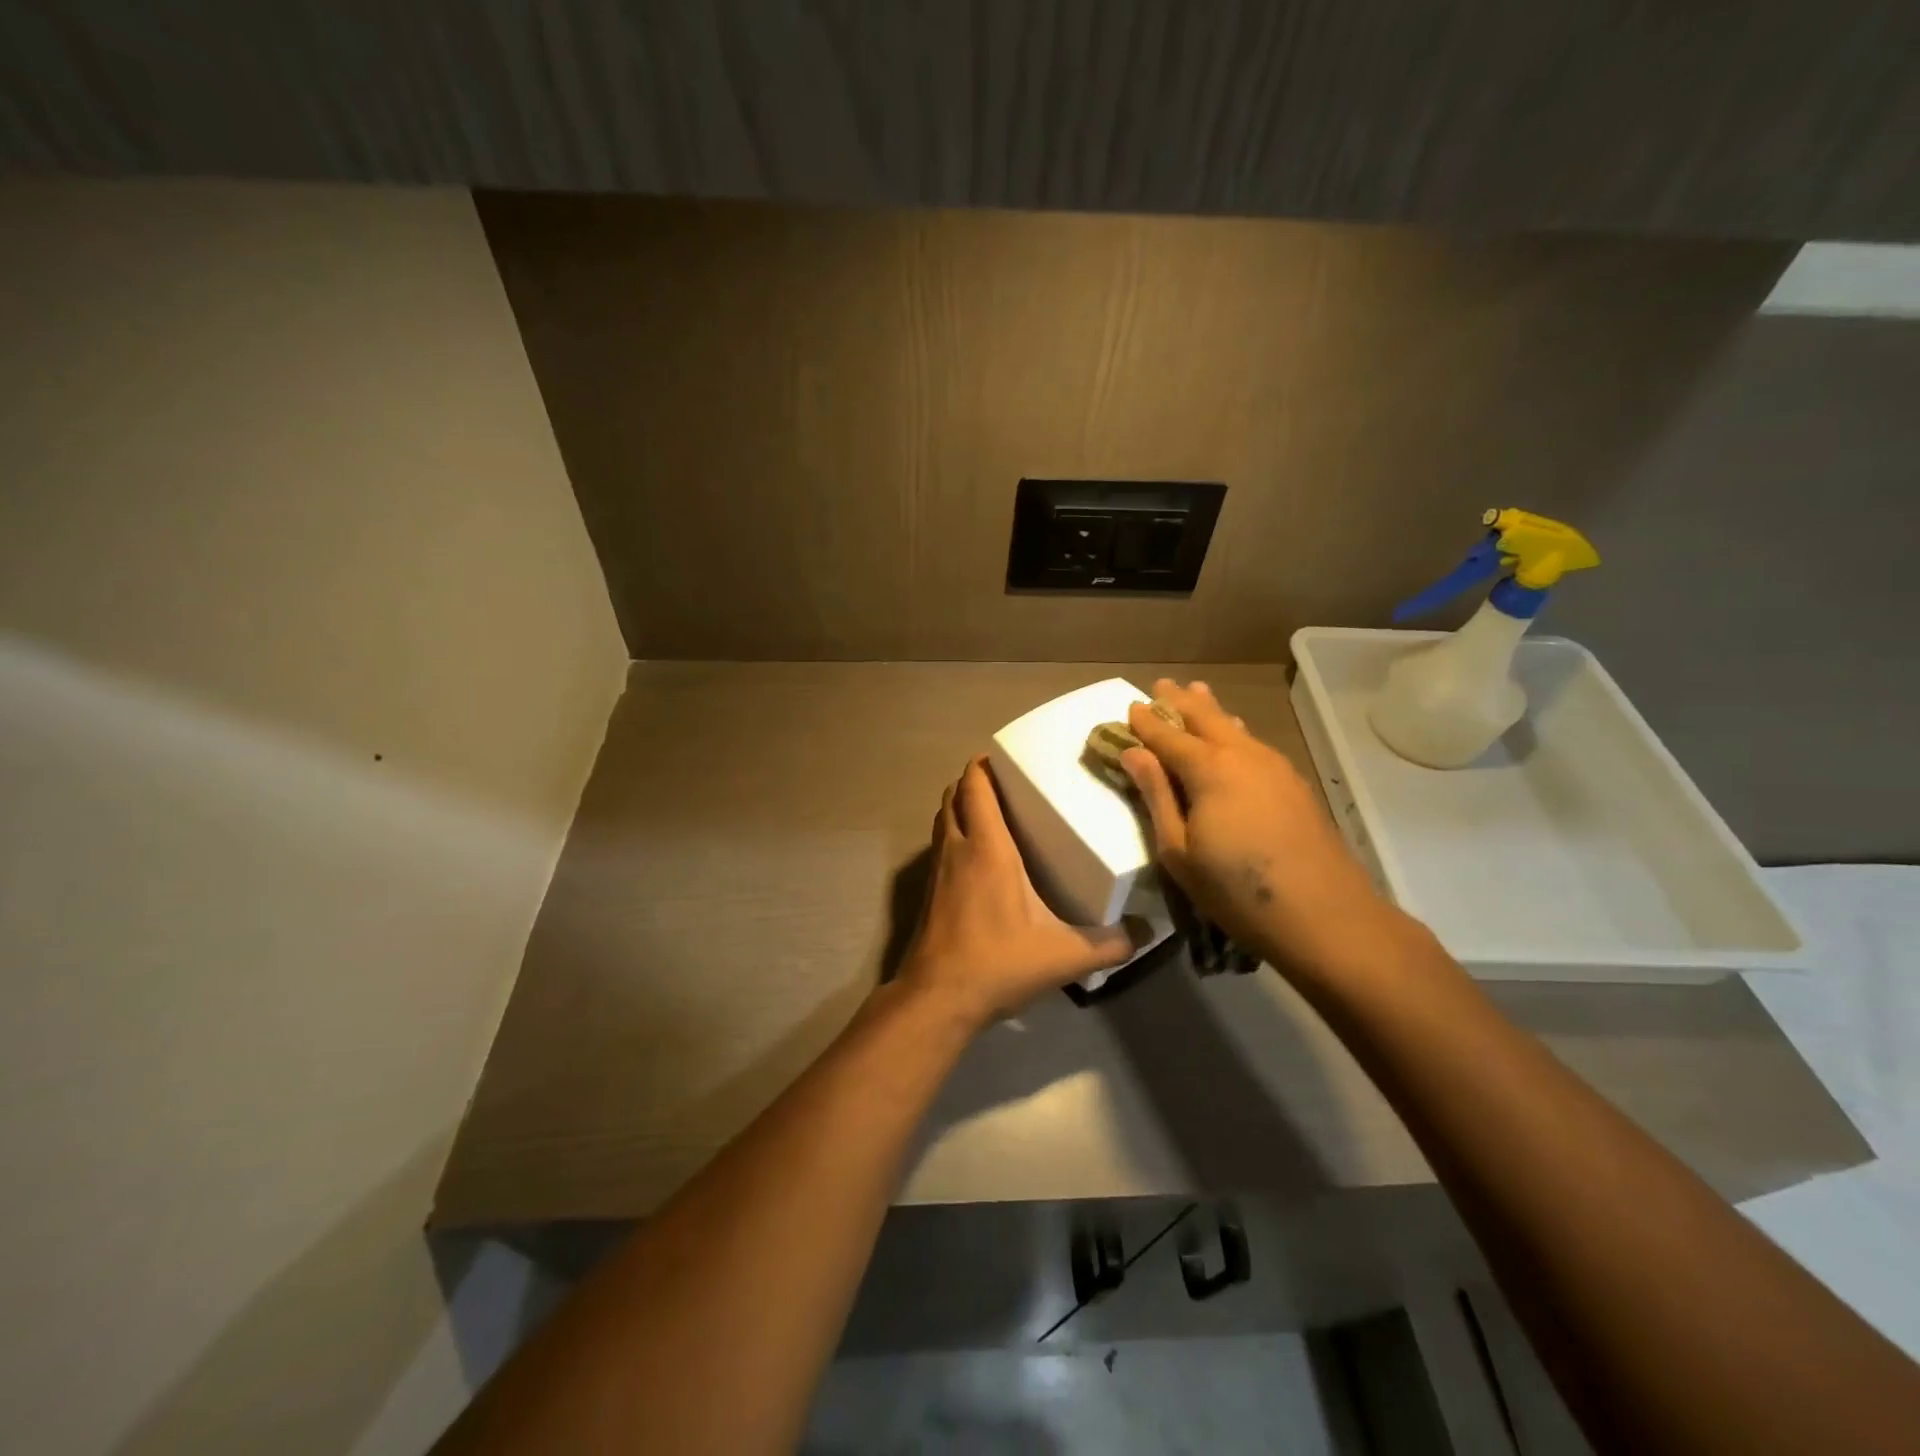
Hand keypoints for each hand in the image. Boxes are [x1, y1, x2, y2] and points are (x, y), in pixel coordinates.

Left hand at [899, 757, 1141, 1029]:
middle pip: (954, 795)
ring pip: (943, 819)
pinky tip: (976, 858)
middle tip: (1006, 782)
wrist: (937, 998)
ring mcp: (937, 870)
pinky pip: (939, 846)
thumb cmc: (998, 963)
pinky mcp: (928, 892)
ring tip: (991, 811)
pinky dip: (953, 835)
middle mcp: (957, 849)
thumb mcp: (1065, 956)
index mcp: (988, 848)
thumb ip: (1111, 944)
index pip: (976, 787)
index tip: (1006, 757)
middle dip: (973, 781)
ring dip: (960, 807)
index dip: (984, 765)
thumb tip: (1148, 931)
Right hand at [1122, 680, 1401, 978]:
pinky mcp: (1294, 784)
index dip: (1146, 722)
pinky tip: (1236, 737)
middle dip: (1180, 701)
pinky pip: (1254, 744)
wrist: (1325, 915)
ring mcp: (1274, 766)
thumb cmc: (1236, 890)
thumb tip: (1134, 753)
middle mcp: (1242, 755)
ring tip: (1198, 692)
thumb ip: (1156, 795)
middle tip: (1162, 685)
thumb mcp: (1178, 850)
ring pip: (1235, 726)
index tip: (1129, 707)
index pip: (1167, 735)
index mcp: (1208, 769)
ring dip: (1212, 710)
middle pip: (1206, 717)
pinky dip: (1235, 732)